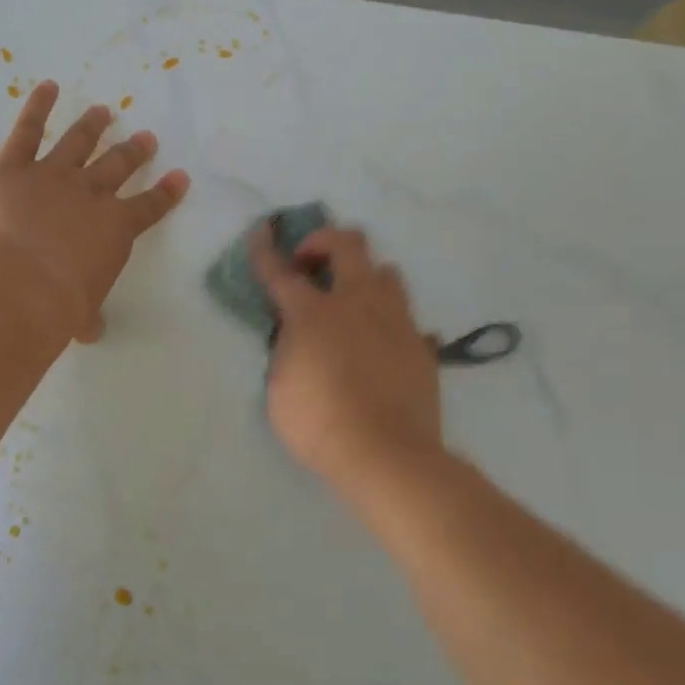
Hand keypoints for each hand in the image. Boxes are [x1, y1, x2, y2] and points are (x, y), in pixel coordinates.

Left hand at [0, 81, 189, 341]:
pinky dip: (37, 106)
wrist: (18, 284)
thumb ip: (87, 317)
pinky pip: (27, 130)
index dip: (166, 193)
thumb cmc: (56, 307)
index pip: (149, 207)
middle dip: (134, 152)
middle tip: (145, 138)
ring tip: (103, 111)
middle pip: (118, 167)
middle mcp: (90, 194)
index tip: (180, 177)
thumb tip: (90, 331)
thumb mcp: (80, 316)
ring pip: (78, 142)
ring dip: (92, 126)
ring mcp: (52, 175)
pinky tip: (46, 87)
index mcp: (114, 230)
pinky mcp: (12, 168)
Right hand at [252, 222, 443, 490]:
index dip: (266, 248)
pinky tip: (380, 344)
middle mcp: (356, 303)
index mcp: (312, 313)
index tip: (262, 229)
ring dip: (364, 277)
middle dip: (325, 241)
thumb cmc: (319, 423)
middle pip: (349, 244)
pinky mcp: (421, 344)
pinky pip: (406, 316)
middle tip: (312, 265)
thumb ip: (287, 349)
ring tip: (352, 302)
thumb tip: (296, 334)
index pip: (280, 271)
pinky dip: (388, 320)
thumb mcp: (280, 386)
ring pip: (386, 271)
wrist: (387, 454)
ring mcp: (395, 320)